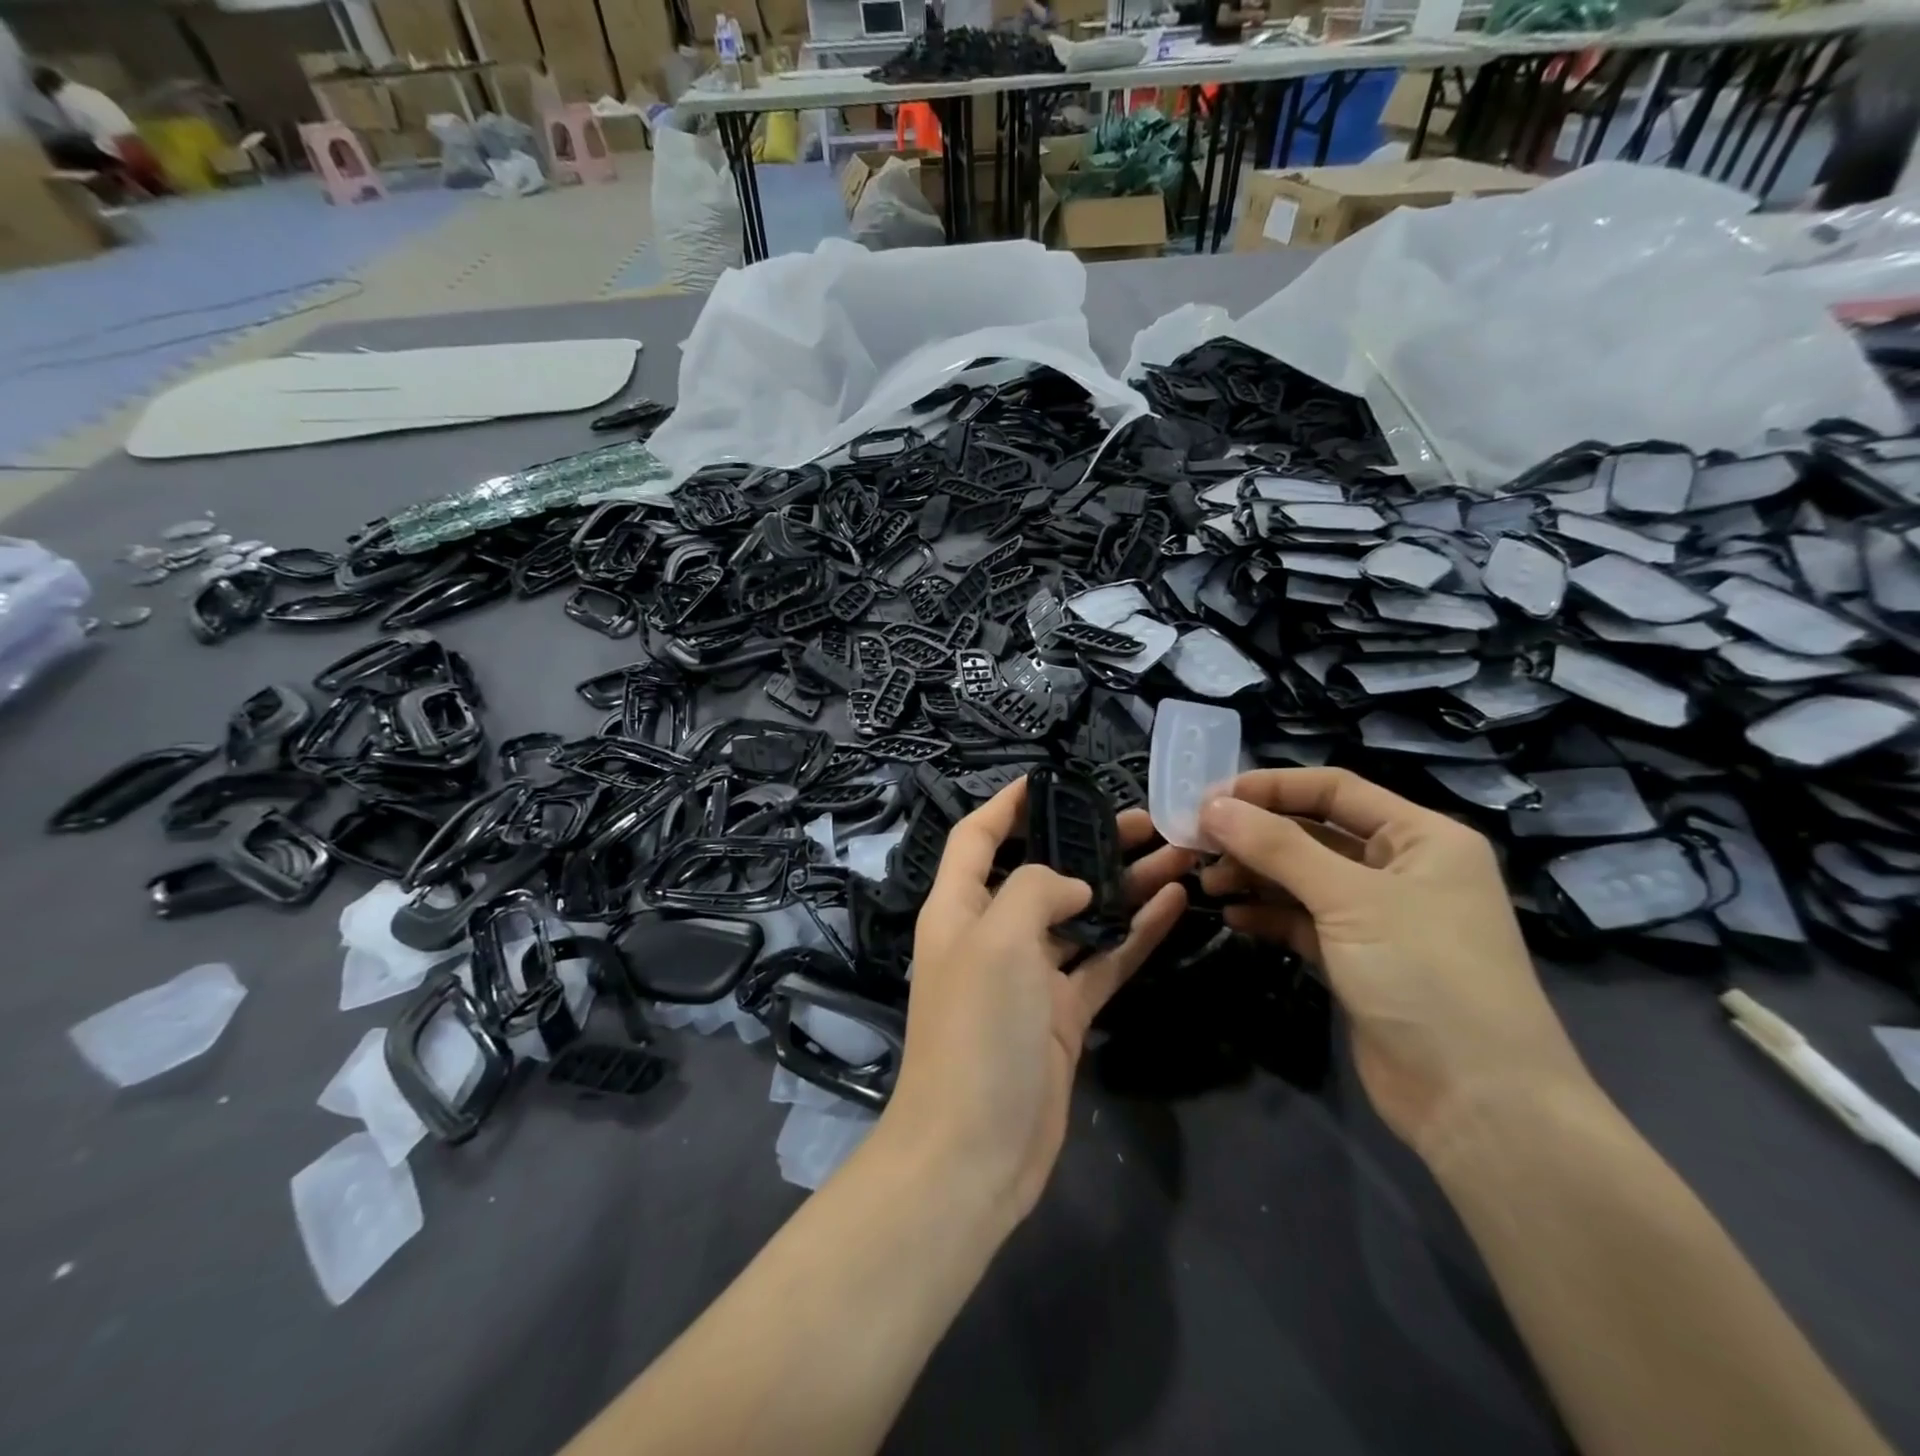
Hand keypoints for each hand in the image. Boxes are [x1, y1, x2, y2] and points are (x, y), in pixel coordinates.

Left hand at [888, 777, 1192, 1221]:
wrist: (974, 1150)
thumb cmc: (975, 1029)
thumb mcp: (997, 939)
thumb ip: (1037, 891)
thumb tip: (1076, 886)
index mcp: (958, 908)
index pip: (977, 837)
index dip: (1006, 804)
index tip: (1048, 778)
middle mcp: (991, 934)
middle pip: (1041, 872)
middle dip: (1085, 842)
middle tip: (1143, 818)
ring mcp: (1030, 976)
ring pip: (1081, 916)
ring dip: (1122, 885)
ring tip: (1174, 851)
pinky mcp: (1063, 1015)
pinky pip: (1103, 961)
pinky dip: (1134, 934)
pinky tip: (1174, 904)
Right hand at [1198, 769, 1595, 1160]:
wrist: (1478, 1105)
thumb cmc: (1426, 976)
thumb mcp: (1350, 899)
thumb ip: (1277, 847)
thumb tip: (1212, 806)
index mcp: (1422, 838)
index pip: (1335, 790)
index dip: (1271, 787)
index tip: (1210, 797)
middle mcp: (1402, 869)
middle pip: (1314, 833)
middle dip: (1255, 835)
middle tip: (1196, 843)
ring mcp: (1379, 918)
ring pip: (1303, 878)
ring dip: (1255, 875)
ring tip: (1208, 881)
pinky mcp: (1357, 960)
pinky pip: (1303, 921)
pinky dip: (1268, 914)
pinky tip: (1233, 916)